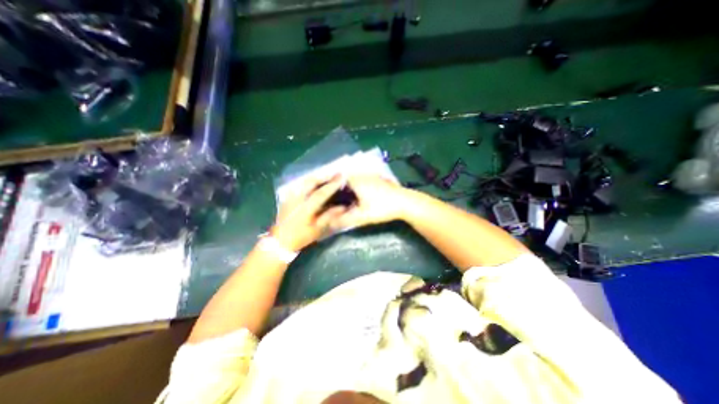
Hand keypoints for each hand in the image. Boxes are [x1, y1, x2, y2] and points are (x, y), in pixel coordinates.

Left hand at [271, 173, 345, 250]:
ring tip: (325, 177)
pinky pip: (299, 186)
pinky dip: (308, 183)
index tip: (341, 177)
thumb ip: (330, 216)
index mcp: (306, 207)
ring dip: (315, 178)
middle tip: (333, 174)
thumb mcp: (317, 229)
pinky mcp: (287, 198)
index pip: (322, 193)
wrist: (280, 241)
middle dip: (323, 176)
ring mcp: (290, 197)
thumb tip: (343, 207)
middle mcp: (297, 199)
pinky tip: (312, 184)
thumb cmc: (300, 237)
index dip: (332, 185)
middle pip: (311, 182)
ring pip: (304, 182)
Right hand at [331, 173, 410, 229]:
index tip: (325, 199)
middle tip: (332, 202)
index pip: (335, 180)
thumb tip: (329, 223)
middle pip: (343, 180)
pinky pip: (360, 181)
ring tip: (341, 200)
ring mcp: (369, 175)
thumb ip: (345, 220)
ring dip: (346, 188)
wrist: (405, 202)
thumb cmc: (383, 208)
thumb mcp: (362, 216)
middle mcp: (360, 174)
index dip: (329, 189)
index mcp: (354, 180)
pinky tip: (356, 197)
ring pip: (352, 180)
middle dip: (337, 190)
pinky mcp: (376, 179)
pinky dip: (355, 187)